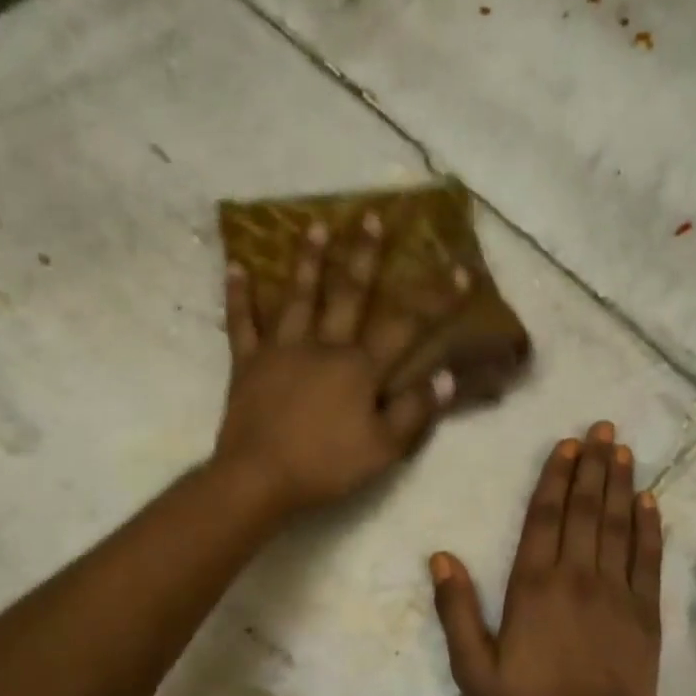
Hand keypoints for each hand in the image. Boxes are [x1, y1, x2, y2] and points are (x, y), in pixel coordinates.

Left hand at [214, 212, 466, 515]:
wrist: (259, 478)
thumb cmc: (325, 466)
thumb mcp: (383, 449)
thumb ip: (415, 412)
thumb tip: (446, 378)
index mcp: (359, 368)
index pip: (405, 326)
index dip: (435, 299)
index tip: (460, 270)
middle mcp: (323, 346)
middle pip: (348, 294)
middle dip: (364, 255)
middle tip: (370, 216)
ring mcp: (281, 350)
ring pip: (298, 296)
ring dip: (308, 260)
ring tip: (315, 225)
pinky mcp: (247, 363)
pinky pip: (241, 322)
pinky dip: (238, 294)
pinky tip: (236, 265)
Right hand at [429, 422, 663, 695]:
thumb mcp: (474, 668)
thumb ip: (457, 610)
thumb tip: (440, 557)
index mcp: (534, 587)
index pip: (545, 518)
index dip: (556, 478)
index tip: (567, 445)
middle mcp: (577, 578)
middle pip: (586, 510)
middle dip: (593, 466)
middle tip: (604, 428)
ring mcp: (617, 593)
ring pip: (619, 526)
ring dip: (622, 484)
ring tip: (624, 450)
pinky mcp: (645, 614)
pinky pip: (648, 560)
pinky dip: (650, 528)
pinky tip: (651, 502)